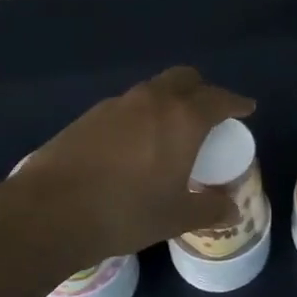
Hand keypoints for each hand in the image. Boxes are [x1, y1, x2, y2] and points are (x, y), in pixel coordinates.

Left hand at [15, 67, 255, 263]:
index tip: (246, 108)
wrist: (51, 211)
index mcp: (182, 119)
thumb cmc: (126, 212)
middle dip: (201, 90)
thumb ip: (209, 209)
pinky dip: (140, 115)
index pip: (218, 99)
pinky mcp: (88, 116)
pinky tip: (134, 145)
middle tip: (209, 113)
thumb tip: (232, 209)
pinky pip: (126, 106)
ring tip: (170, 130)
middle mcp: (151, 101)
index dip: (236, 102)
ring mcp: (116, 105)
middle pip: (184, 79)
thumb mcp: (175, 217)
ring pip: (152, 90)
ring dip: (168, 101)